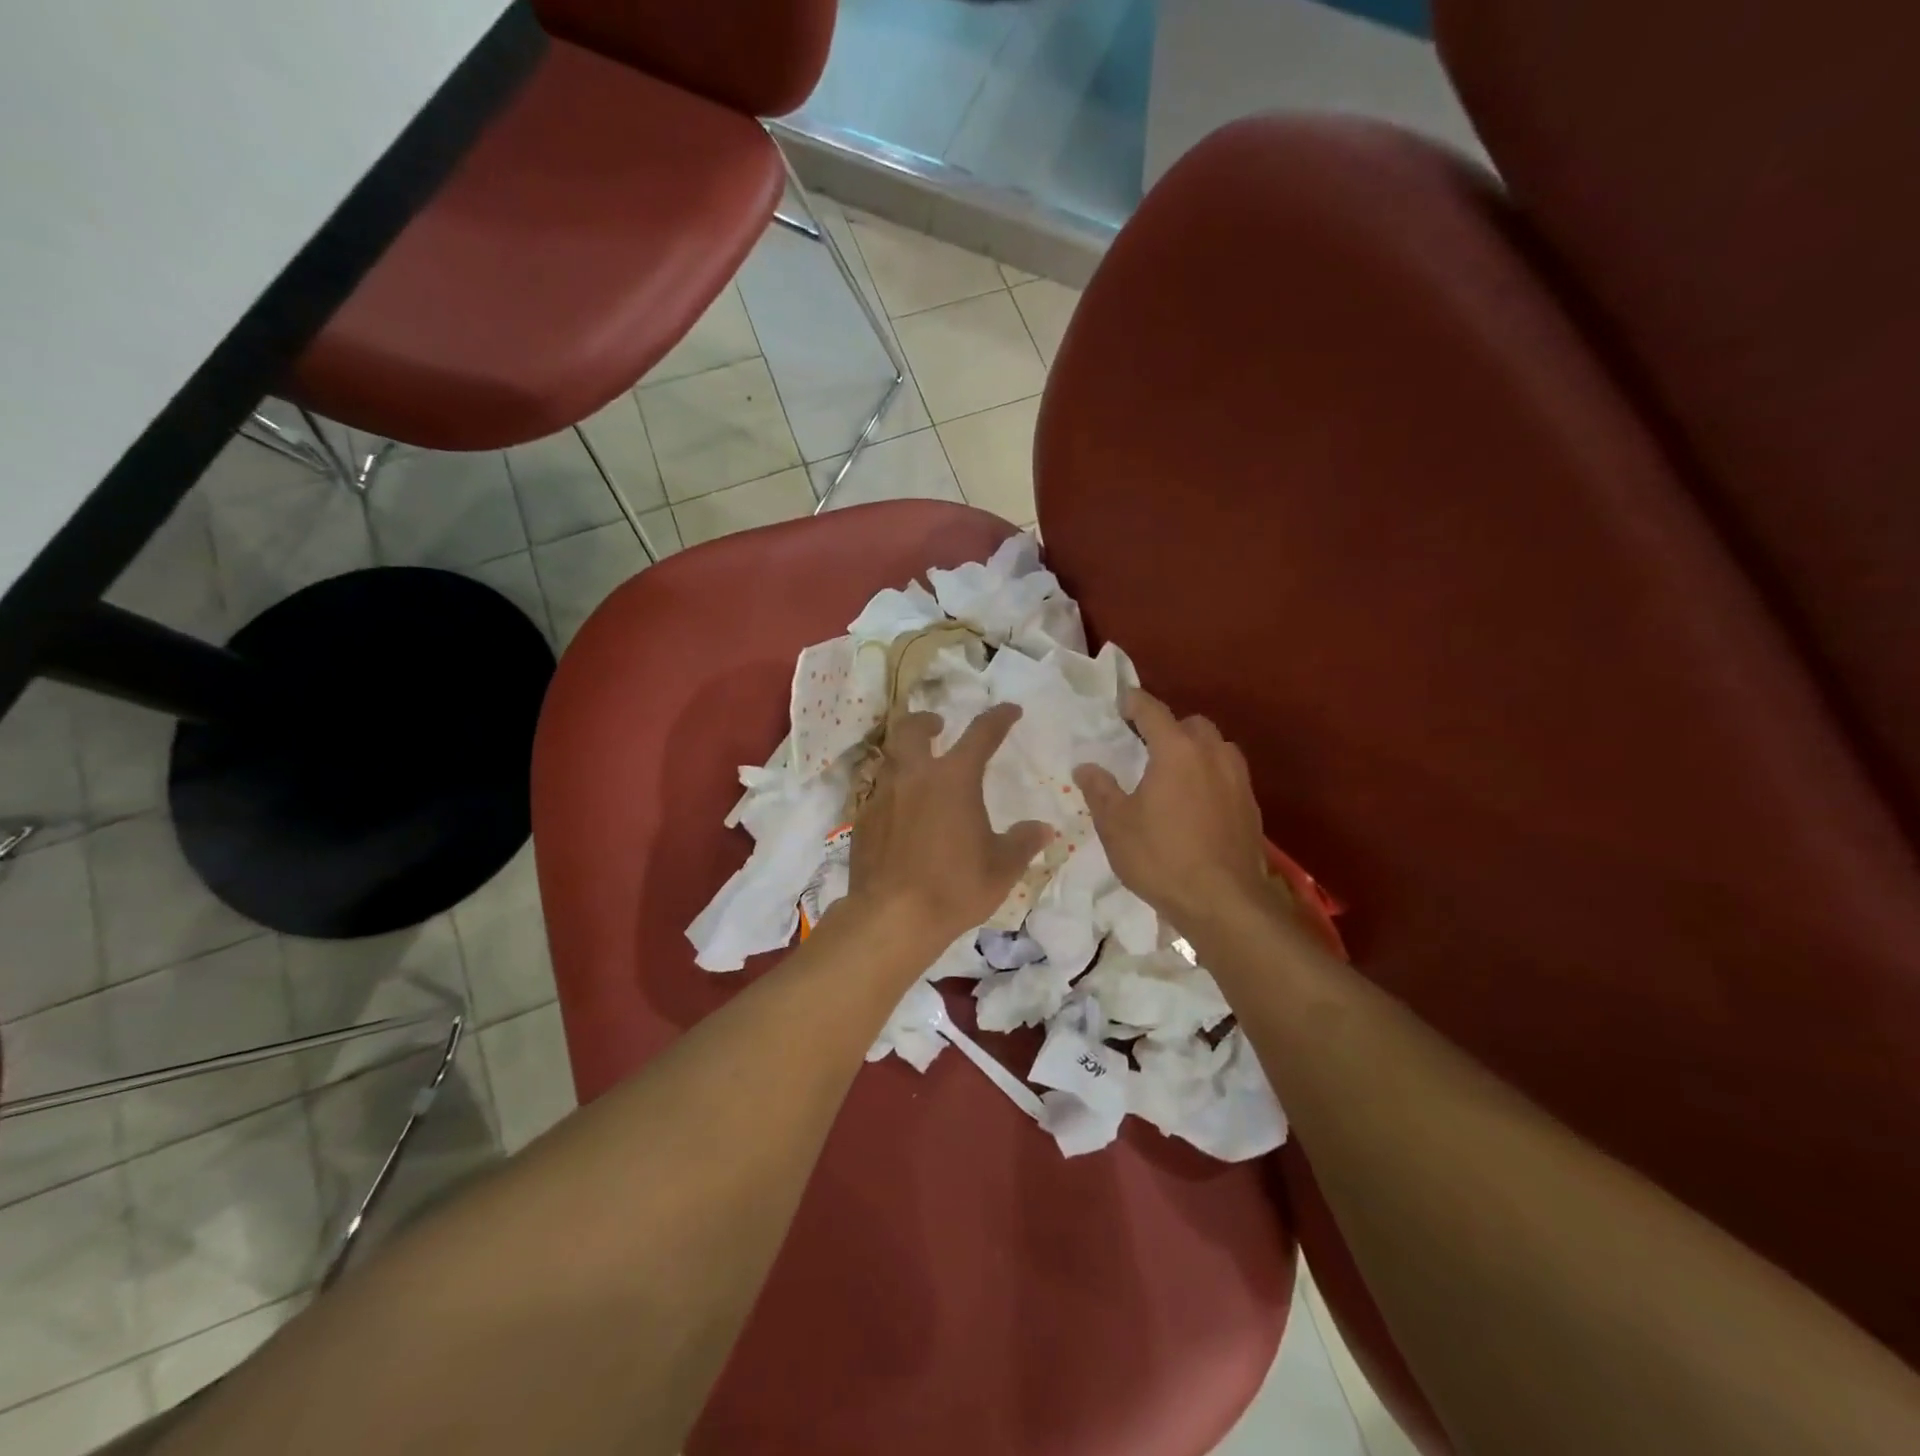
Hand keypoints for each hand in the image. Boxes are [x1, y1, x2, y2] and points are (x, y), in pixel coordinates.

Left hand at [847, 703, 1052, 952]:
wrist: (892, 918)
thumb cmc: (954, 887)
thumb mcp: (1002, 868)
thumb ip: (1023, 842)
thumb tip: (1043, 828)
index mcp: (953, 779)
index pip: (981, 734)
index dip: (998, 718)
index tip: (1010, 710)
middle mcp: (914, 777)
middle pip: (912, 730)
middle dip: (926, 721)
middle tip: (938, 726)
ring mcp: (883, 797)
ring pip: (890, 761)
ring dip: (906, 757)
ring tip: (920, 775)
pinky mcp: (863, 821)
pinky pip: (879, 795)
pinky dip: (894, 795)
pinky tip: (902, 818)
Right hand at [1074, 690, 1273, 932]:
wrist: (1223, 902)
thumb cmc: (1161, 857)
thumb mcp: (1115, 825)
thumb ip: (1099, 789)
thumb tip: (1086, 767)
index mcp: (1176, 750)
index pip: (1152, 711)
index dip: (1133, 702)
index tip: (1120, 702)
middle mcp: (1212, 755)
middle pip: (1191, 724)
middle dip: (1168, 727)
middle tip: (1145, 745)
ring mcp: (1238, 780)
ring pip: (1216, 747)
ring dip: (1194, 750)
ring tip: (1173, 773)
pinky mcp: (1251, 806)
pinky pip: (1228, 775)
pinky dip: (1210, 776)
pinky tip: (1195, 803)